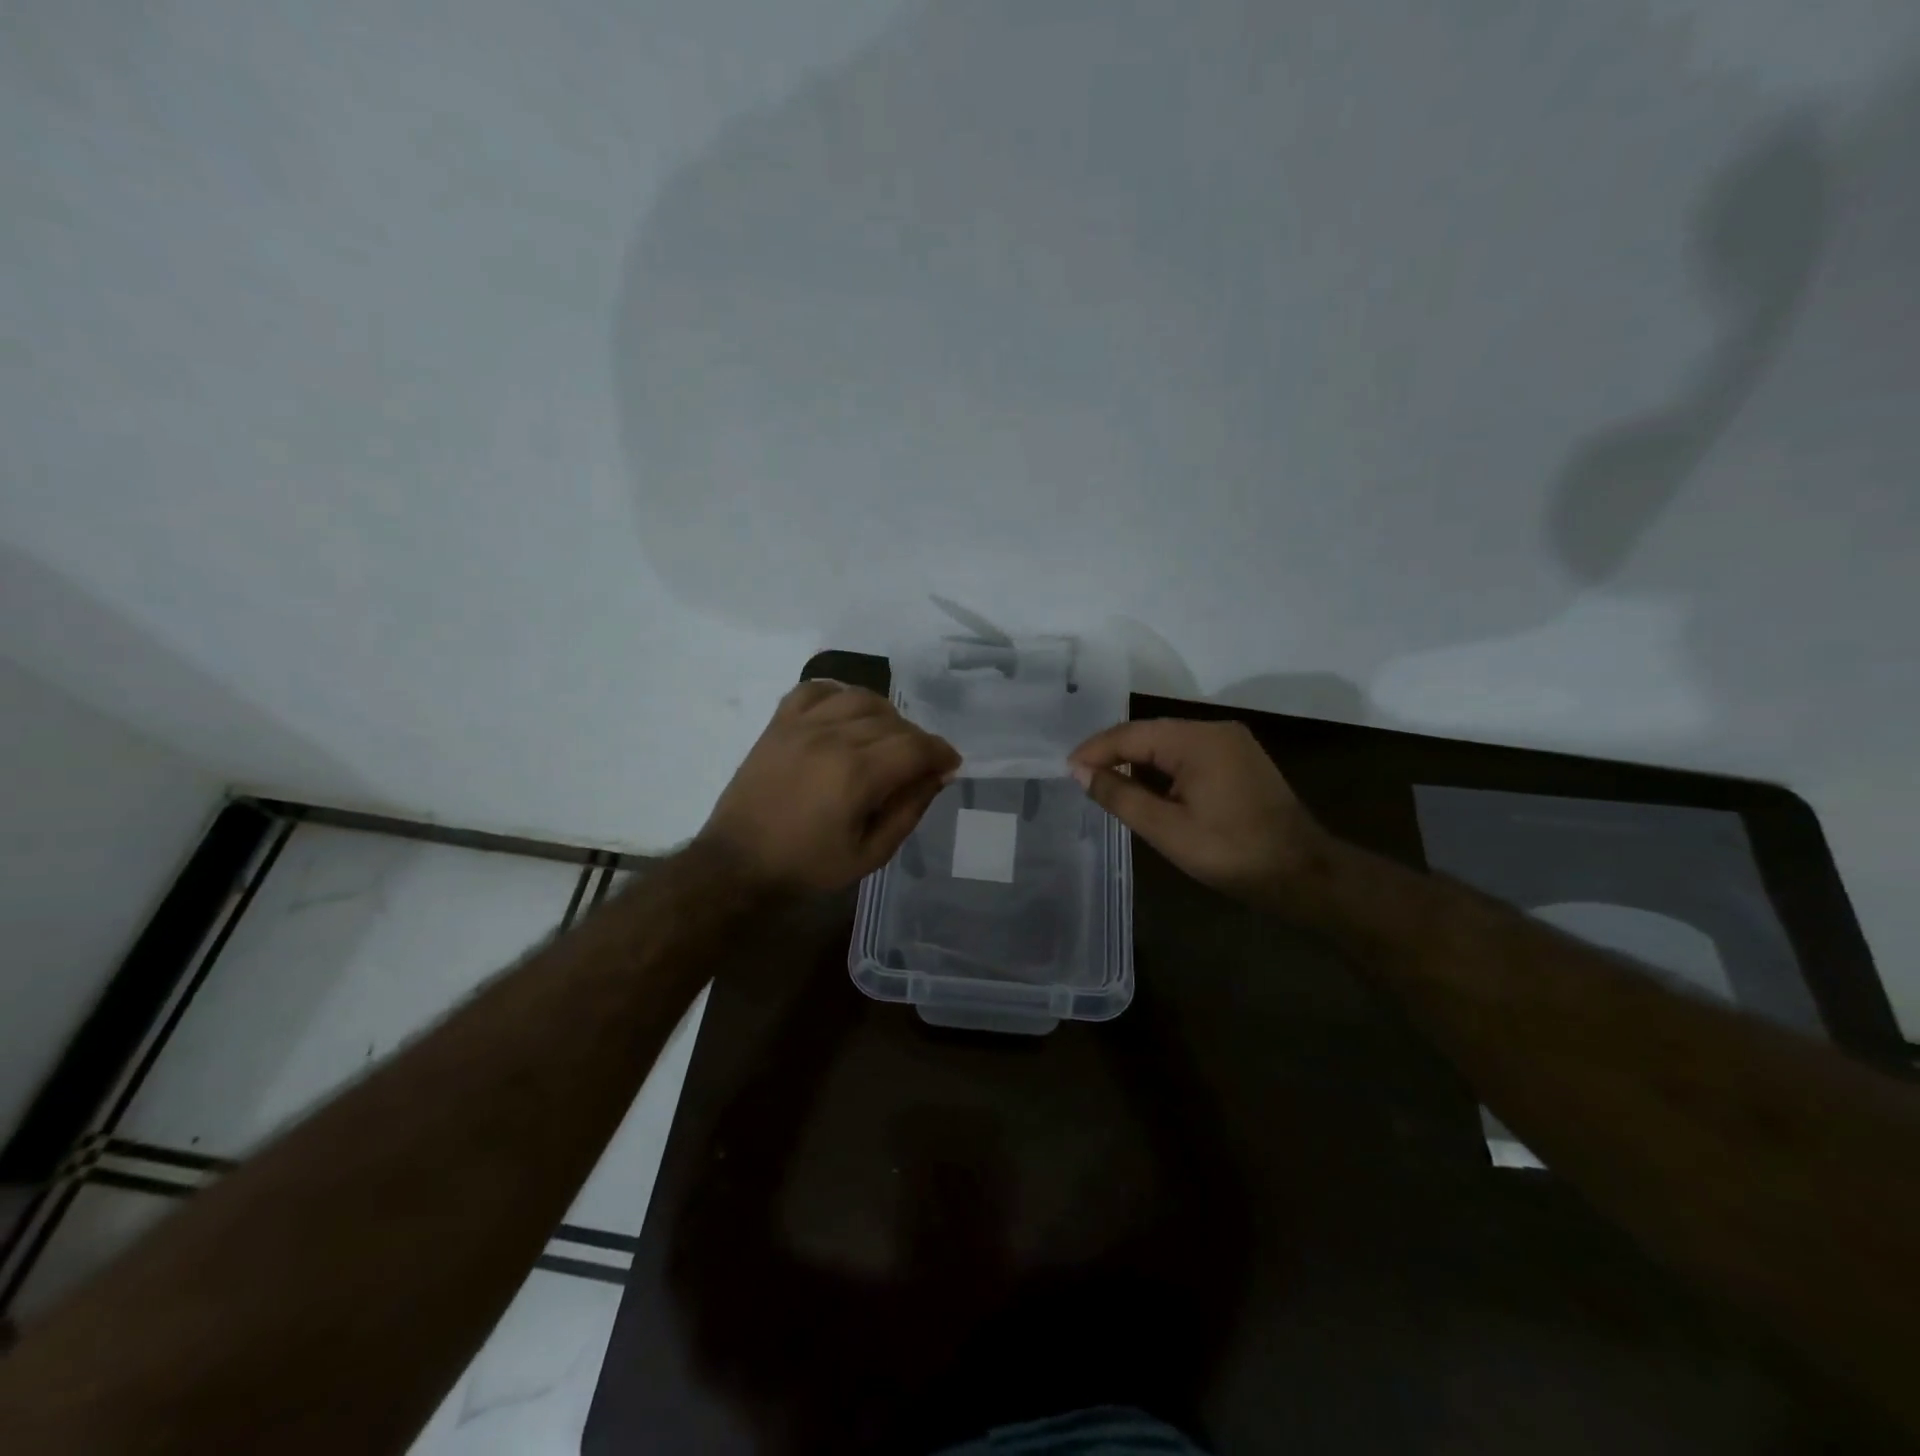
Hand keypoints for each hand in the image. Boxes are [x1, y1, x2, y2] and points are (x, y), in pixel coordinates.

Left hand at [698, 681, 960, 892]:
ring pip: (860, 698)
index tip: (950, 764)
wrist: (738, 863)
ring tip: (885, 738)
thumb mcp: (870, 854)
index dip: (941, 752)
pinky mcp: (778, 724)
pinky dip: (839, 695)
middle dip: (916, 740)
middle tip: (917, 764)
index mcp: (857, 774)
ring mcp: (801, 725)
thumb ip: (908, 810)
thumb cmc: (807, 866)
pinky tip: (846, 715)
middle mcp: (832, 738)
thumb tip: (937, 775)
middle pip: (893, 721)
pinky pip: (815, 689)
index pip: (915, 746)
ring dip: (884, 715)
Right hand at [1069, 718, 1329, 905]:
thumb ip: (1120, 796)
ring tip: (1106, 784)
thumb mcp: (1167, 829)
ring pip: (1168, 744)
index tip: (1066, 769)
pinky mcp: (1239, 760)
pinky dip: (1162, 769)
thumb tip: (1081, 773)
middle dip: (1114, 754)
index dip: (1095, 751)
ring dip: (1138, 762)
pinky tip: (1146, 788)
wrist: (1303, 874)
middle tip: (1082, 777)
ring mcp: (1231, 743)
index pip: (1132, 734)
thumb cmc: (1231, 853)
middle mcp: (1214, 730)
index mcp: (1197, 740)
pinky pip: (1188, 755)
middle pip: (1150, 733)